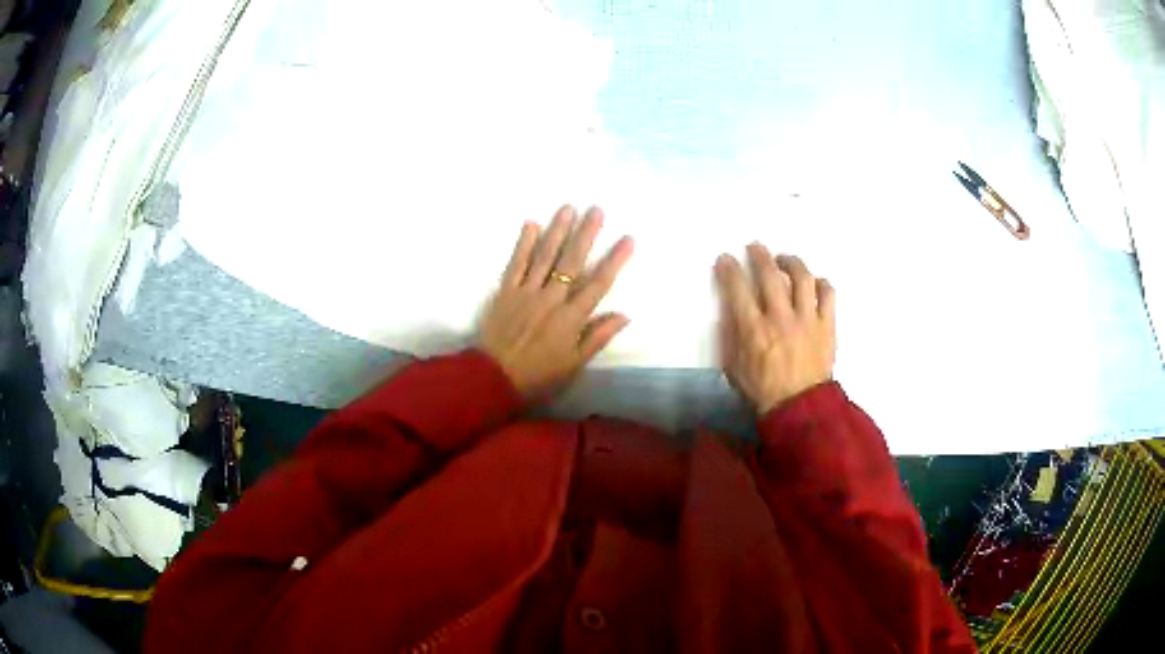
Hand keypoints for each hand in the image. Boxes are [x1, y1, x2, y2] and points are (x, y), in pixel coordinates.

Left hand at [478, 205, 633, 397]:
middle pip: (572, 262)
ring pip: (545, 256)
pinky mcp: (505, 292)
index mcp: (571, 318)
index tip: (627, 239)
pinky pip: (516, 263)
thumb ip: (598, 337)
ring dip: (557, 231)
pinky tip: (531, 225)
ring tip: (568, 208)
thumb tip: (624, 315)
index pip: (598, 284)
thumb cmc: (538, 375)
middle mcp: (551, 299)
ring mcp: (526, 292)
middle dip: (586, 234)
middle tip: (596, 209)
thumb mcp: (574, 364)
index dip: (614, 260)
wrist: (493, 378)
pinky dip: (524, 244)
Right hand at [715, 244, 835, 415]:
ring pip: (802, 278)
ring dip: (791, 262)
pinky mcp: (826, 326)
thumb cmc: (762, 391)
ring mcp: (807, 320)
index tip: (725, 259)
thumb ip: (730, 337)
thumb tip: (730, 311)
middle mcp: (780, 318)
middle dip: (759, 255)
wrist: (799, 409)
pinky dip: (821, 283)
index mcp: (754, 330)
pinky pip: (828, 294)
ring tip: (785, 260)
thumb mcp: (734, 367)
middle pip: (770, 274)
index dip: (729, 269)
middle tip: (755, 248)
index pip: (737, 289)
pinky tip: (814, 283)